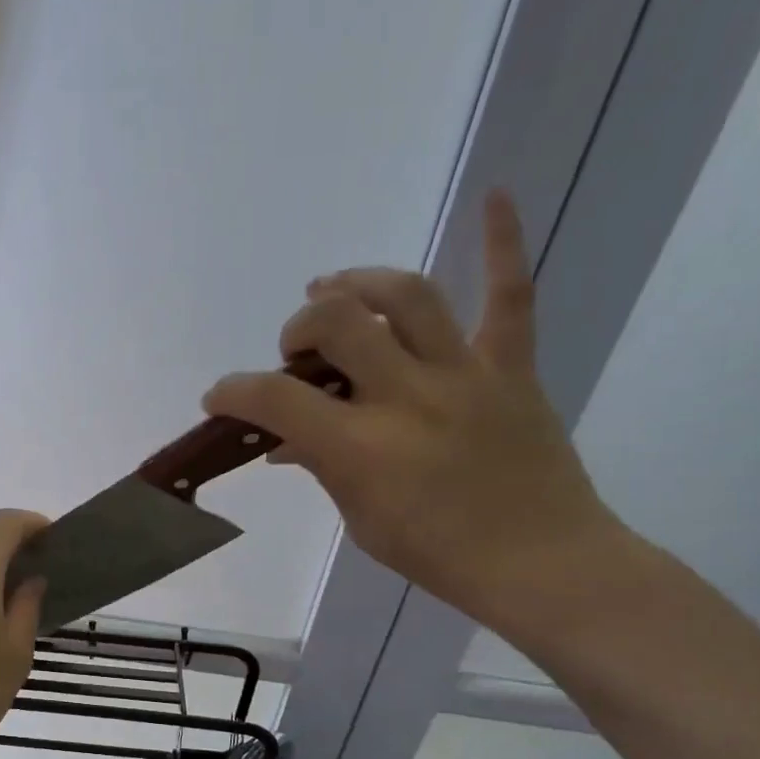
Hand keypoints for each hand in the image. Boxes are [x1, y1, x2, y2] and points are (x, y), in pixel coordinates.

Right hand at [203, 190, 623, 633]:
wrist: (541, 563)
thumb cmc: (439, 555)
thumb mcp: (361, 521)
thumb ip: (323, 468)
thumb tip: (287, 441)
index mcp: (361, 447)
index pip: (276, 400)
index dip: (234, 391)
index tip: (219, 396)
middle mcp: (406, 396)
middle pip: (337, 323)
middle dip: (299, 327)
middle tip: (297, 352)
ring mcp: (463, 374)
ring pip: (406, 296)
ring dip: (358, 283)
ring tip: (335, 289)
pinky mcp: (510, 367)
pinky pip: (510, 296)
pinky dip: (502, 244)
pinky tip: (496, 195)